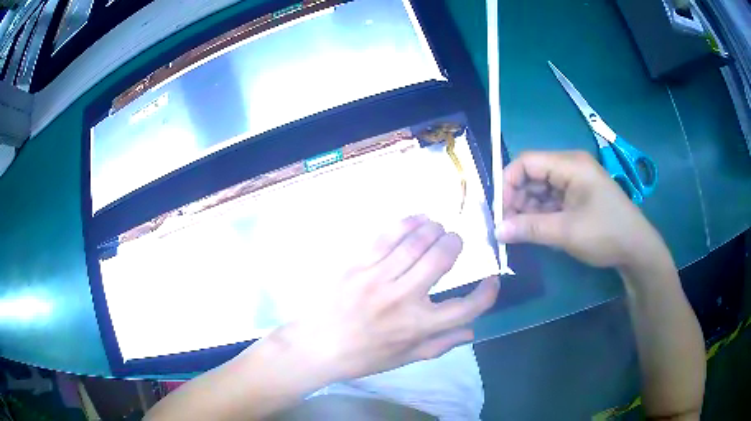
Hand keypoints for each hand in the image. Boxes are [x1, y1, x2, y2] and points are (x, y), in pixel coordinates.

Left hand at [270, 215, 498, 382]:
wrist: (316, 345)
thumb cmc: (363, 357)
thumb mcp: (404, 359)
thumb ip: (440, 345)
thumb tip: (472, 331)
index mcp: (418, 327)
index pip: (467, 308)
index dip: (487, 293)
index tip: (492, 281)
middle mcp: (402, 299)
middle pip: (442, 259)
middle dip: (456, 244)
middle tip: (456, 242)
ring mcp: (378, 278)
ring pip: (417, 241)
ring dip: (435, 229)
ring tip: (439, 229)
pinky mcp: (357, 264)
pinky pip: (387, 236)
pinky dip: (408, 223)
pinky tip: (418, 220)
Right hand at [496, 151, 668, 271]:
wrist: (636, 248)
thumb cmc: (605, 233)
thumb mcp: (566, 232)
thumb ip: (530, 228)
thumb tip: (497, 230)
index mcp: (570, 164)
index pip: (527, 161)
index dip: (508, 182)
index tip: (498, 210)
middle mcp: (571, 167)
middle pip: (532, 174)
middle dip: (516, 197)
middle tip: (507, 225)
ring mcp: (575, 182)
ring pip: (540, 188)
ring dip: (527, 208)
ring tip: (520, 231)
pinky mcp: (578, 196)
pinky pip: (551, 199)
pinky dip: (540, 213)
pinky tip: (535, 230)